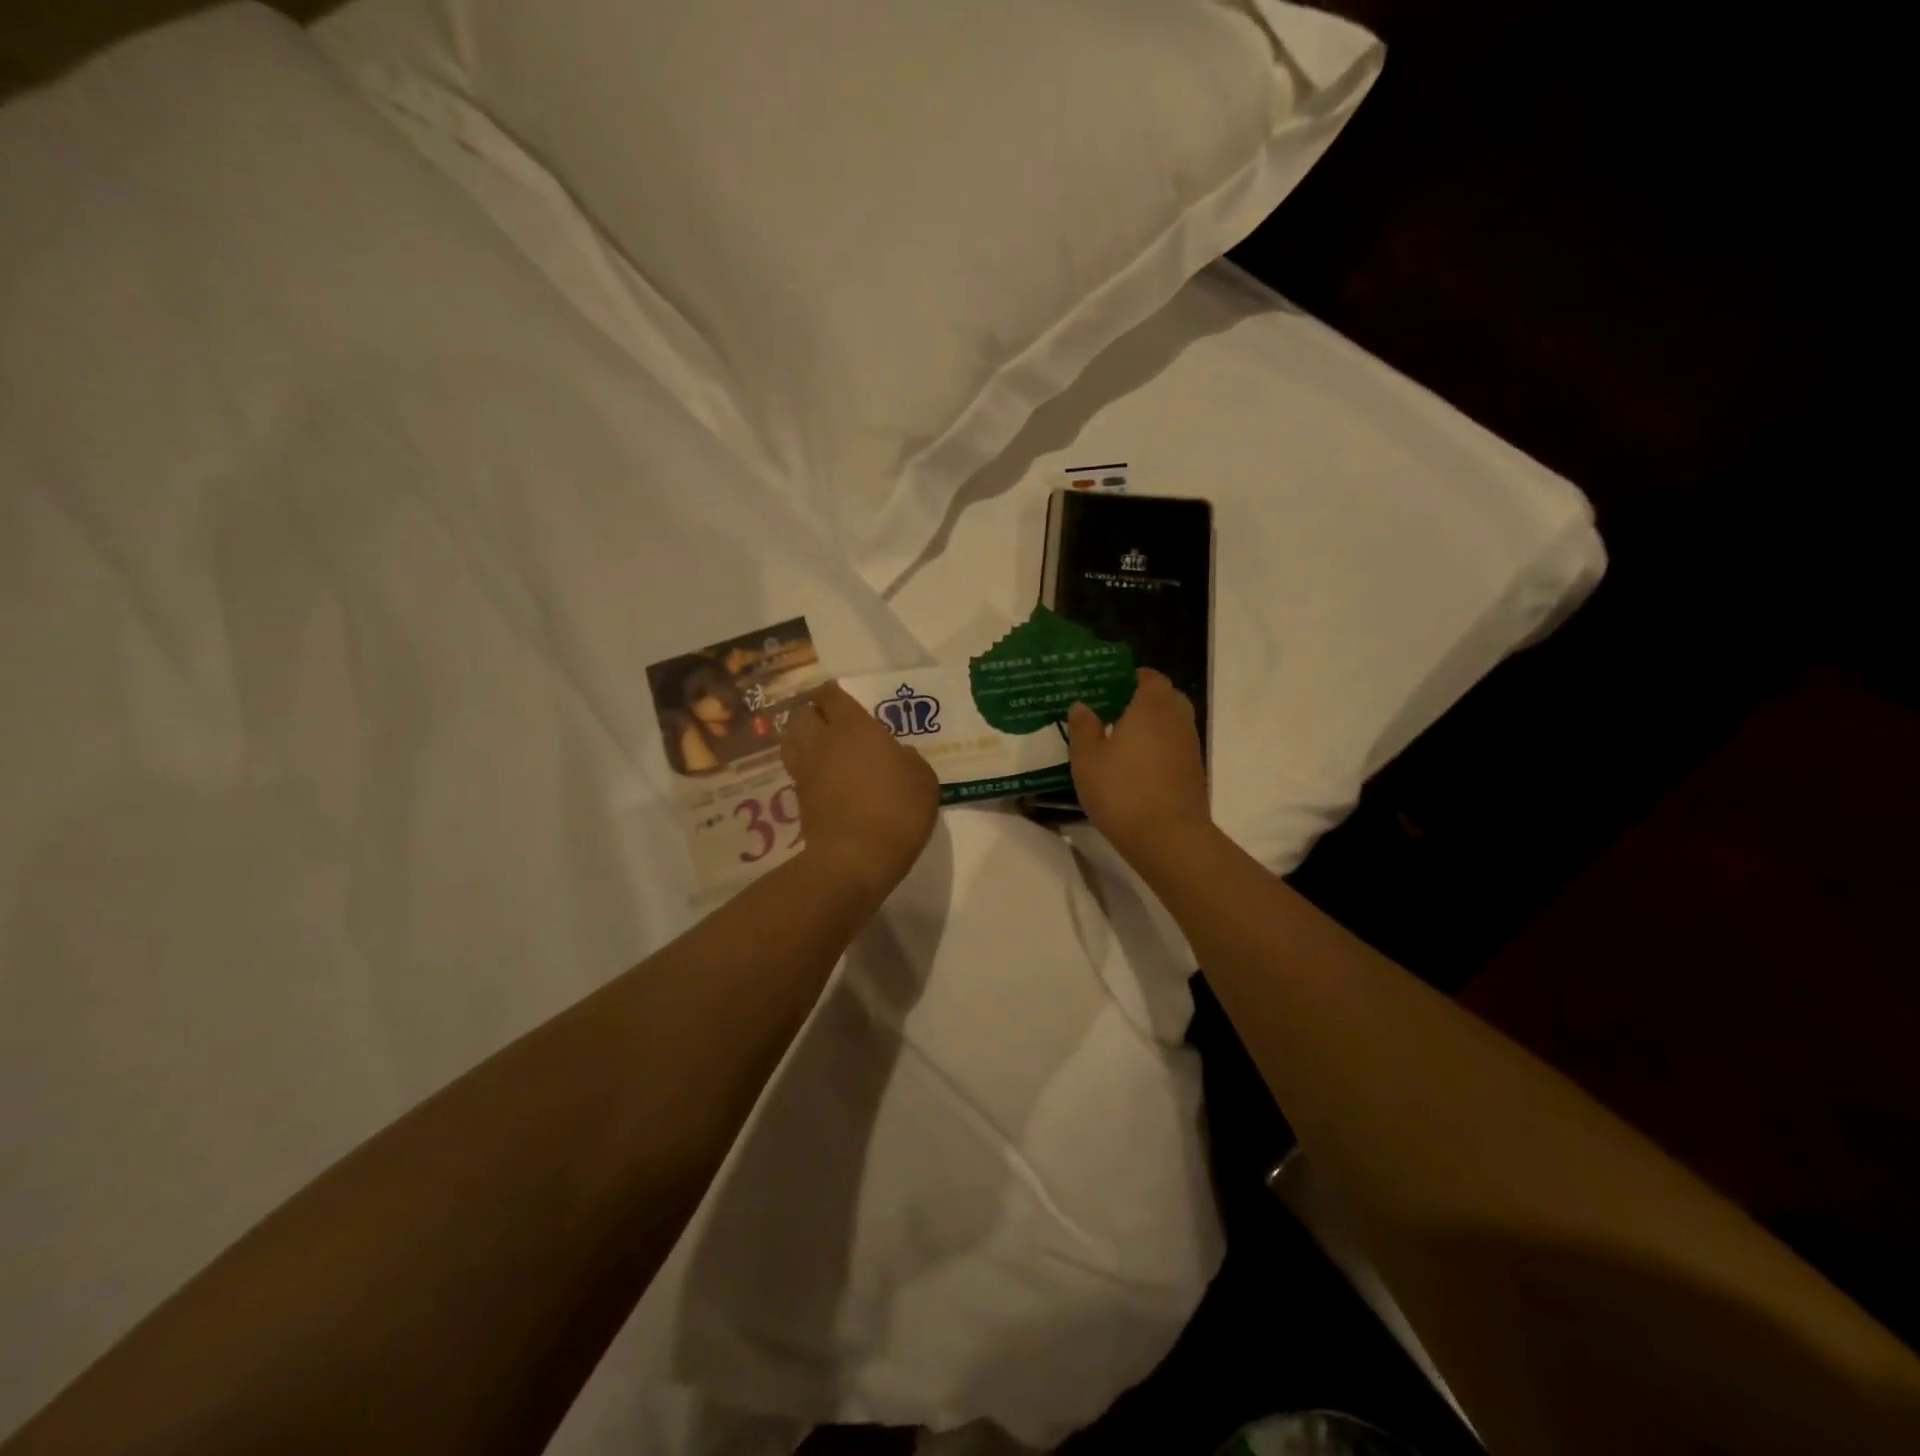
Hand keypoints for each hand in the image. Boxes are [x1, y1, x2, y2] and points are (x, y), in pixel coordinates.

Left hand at [783, 680, 939, 904]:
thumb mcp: (923, 780)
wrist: (856, 858)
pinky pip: (797, 772)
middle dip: (814, 714)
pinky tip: (824, 780)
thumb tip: (898, 755)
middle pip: (802, 715)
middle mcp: (822, 742)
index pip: (832, 695)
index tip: (844, 699)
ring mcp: (806, 771)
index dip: (835, 694)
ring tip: (823, 750)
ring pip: (791, 741)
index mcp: (853, 727)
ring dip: (803, 740)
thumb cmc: (897, 810)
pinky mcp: (799, 799)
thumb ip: (909, 760)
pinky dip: (806, 770)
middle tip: (833, 725)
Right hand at [1066, 669, 1211, 872]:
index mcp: (1152, 705)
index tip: (1105, 687)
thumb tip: (1082, 705)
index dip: (1127, 677)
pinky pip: (1174, 747)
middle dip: (1140, 701)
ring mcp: (1190, 746)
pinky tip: (1135, 767)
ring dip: (1149, 727)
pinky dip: (1157, 749)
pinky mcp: (1194, 772)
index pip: (1147, 676)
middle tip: (1111, 713)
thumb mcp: (1087, 758)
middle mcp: (1177, 718)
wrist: (1168, 838)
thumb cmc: (1122, 790)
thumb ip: (1083, 727)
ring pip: (1170, 724)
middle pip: (1164, 697)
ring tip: (1119, 741)